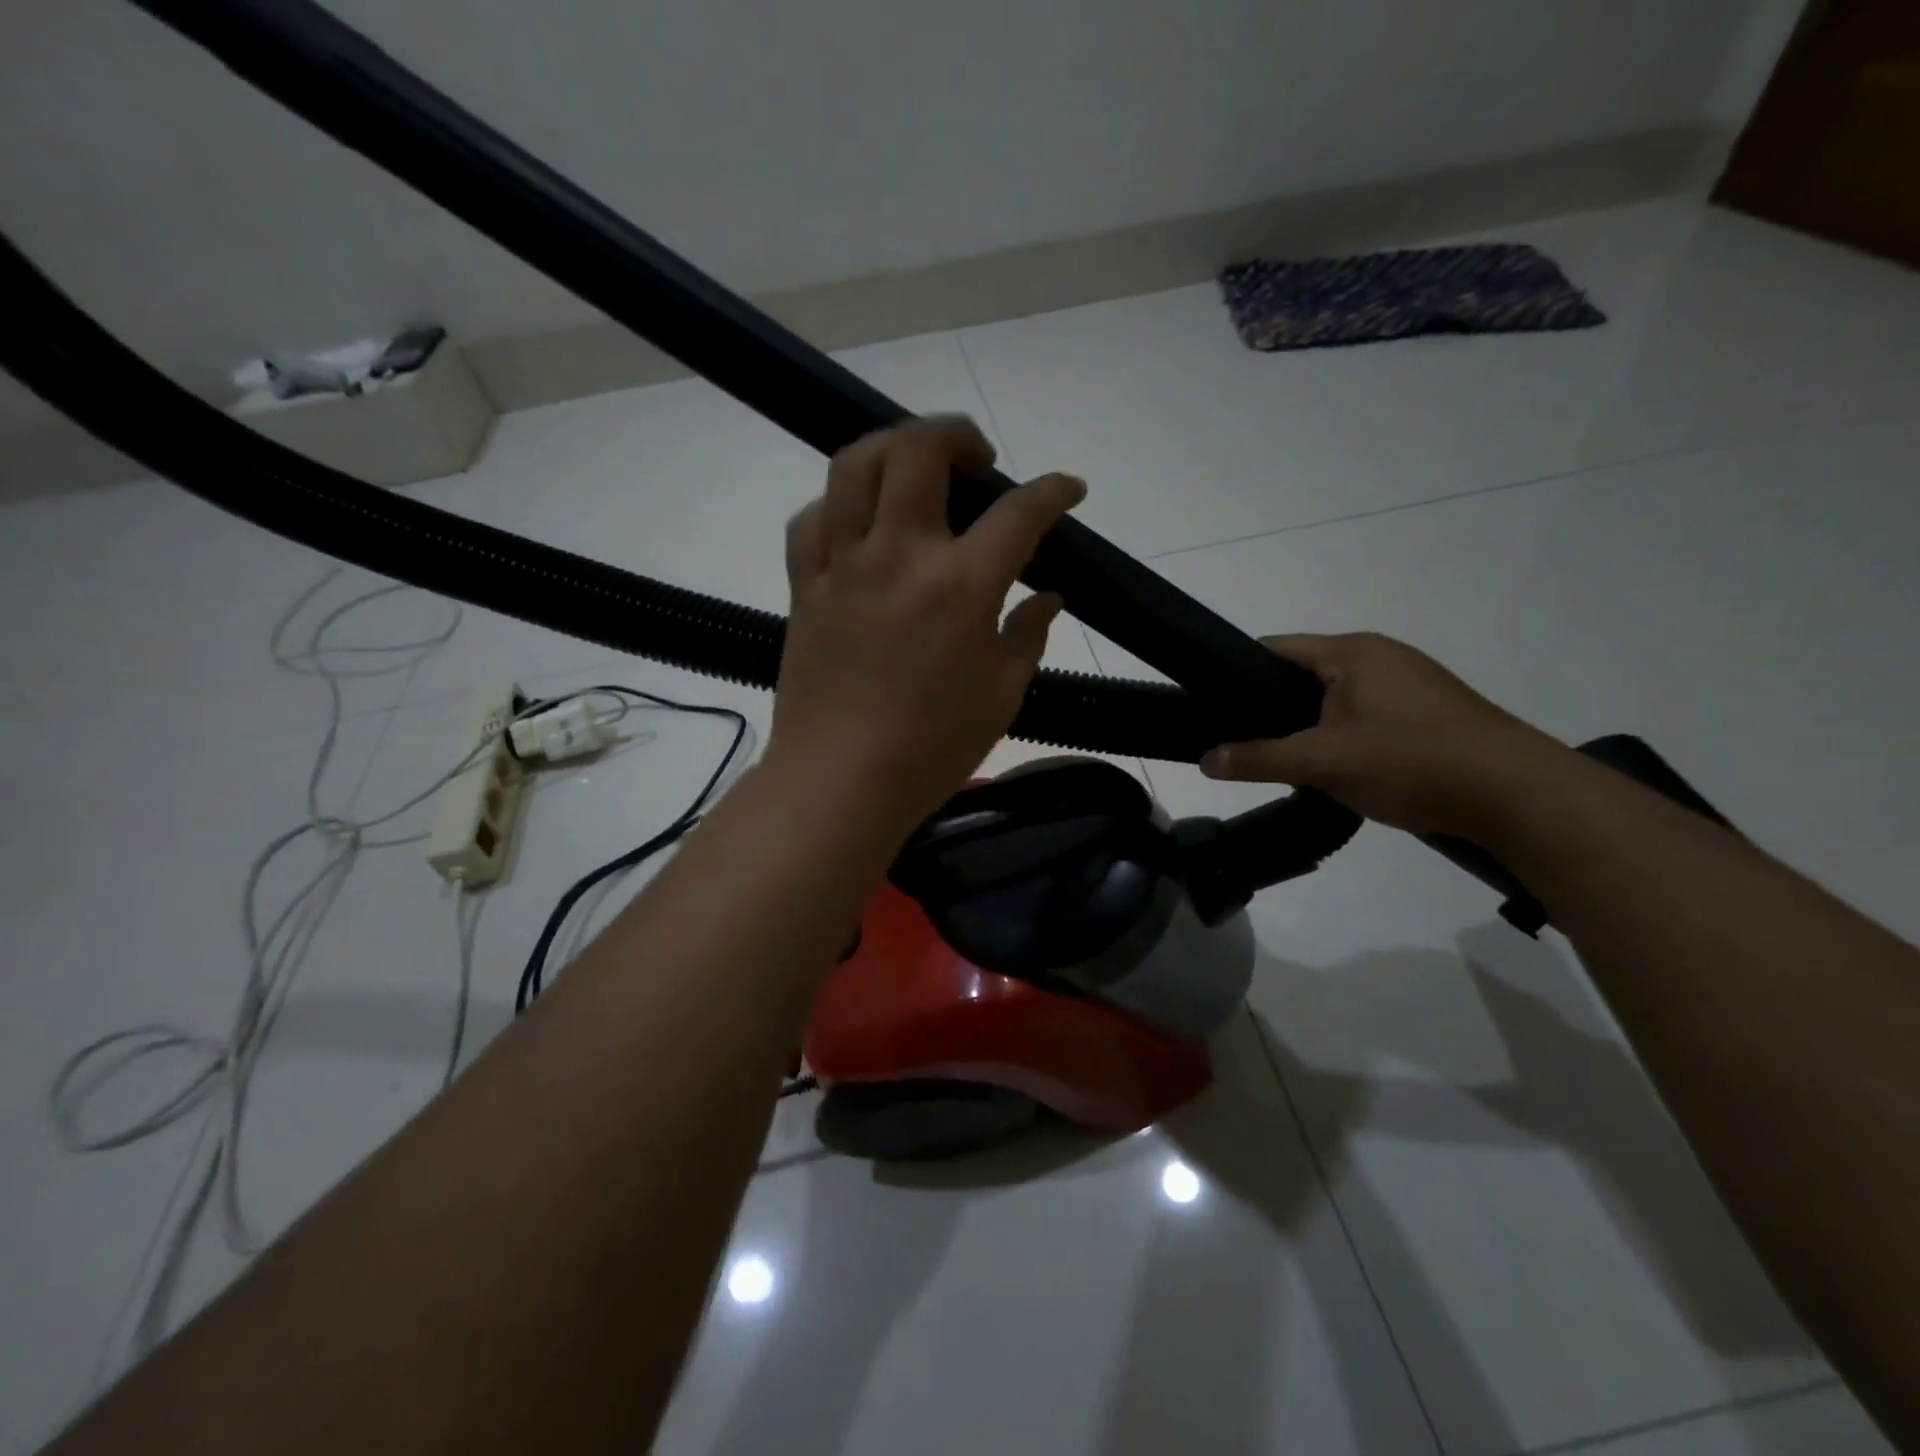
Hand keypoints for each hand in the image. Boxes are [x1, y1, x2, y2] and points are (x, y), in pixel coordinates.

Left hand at [768, 416, 1085, 834]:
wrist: (840, 781)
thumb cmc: (931, 748)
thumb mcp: (1002, 696)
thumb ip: (1029, 637)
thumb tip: (1050, 599)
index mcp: (961, 585)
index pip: (1020, 512)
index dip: (1054, 490)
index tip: (1068, 489)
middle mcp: (900, 555)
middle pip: (919, 450)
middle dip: (957, 434)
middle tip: (978, 462)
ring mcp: (844, 565)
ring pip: (855, 465)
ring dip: (892, 447)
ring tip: (914, 470)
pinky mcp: (804, 585)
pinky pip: (813, 519)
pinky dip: (839, 504)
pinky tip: (859, 524)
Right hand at [1200, 632, 1569, 836]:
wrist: (1519, 796)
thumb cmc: (1412, 762)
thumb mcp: (1323, 762)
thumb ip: (1259, 758)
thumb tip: (1204, 760)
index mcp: (1352, 652)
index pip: (1273, 649)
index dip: (1235, 675)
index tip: (1210, 708)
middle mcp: (1380, 656)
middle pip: (1302, 675)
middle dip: (1272, 708)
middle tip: (1243, 744)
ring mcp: (1409, 683)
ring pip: (1334, 699)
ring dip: (1308, 727)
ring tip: (1284, 761)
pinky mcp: (1427, 712)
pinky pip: (1364, 716)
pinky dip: (1341, 737)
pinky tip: (1336, 769)